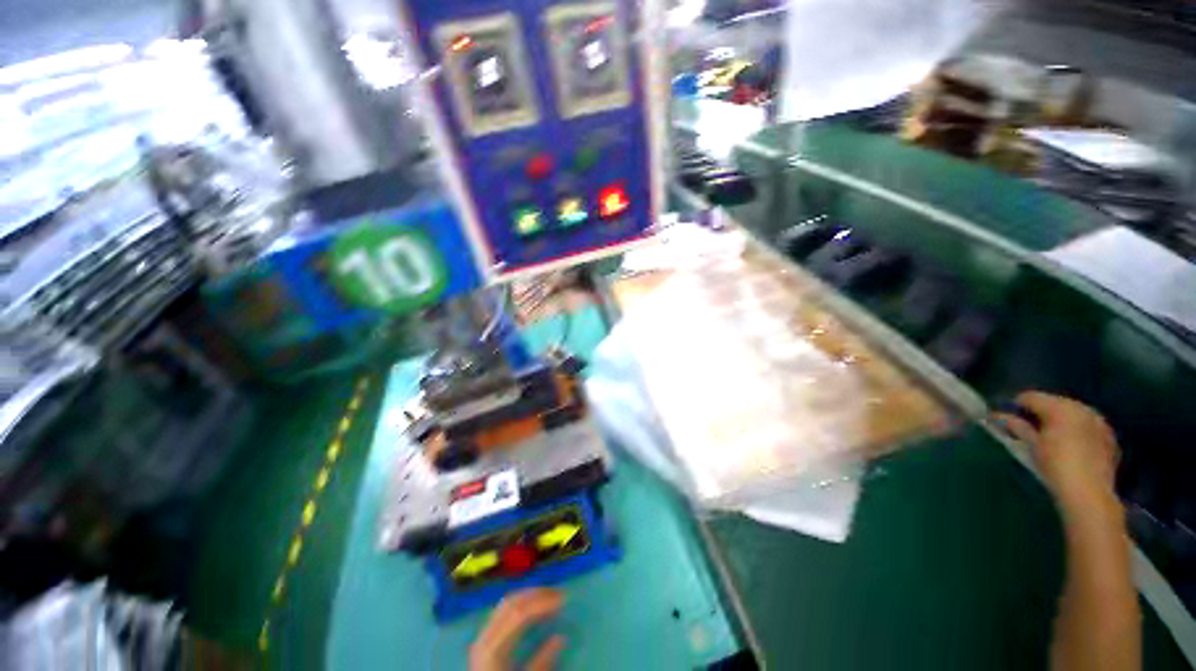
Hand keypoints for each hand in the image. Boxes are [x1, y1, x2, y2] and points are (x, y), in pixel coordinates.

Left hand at [469, 588, 565, 670]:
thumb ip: (541, 663)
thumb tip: (561, 637)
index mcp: (493, 648)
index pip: (519, 614)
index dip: (542, 603)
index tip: (563, 599)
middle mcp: (484, 636)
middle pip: (511, 603)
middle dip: (537, 594)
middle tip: (559, 593)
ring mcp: (482, 636)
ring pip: (506, 603)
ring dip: (528, 595)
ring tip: (549, 596)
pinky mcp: (484, 639)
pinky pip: (502, 611)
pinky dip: (519, 603)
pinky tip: (532, 606)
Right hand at [995, 391, 1120, 512]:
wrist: (1089, 493)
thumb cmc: (1055, 466)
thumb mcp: (1031, 445)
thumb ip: (1017, 426)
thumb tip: (998, 416)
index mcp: (1060, 407)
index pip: (1030, 397)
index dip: (1015, 406)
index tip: (1006, 419)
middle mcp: (1081, 408)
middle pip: (1054, 403)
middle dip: (1041, 413)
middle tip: (1029, 430)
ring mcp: (1099, 422)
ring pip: (1074, 414)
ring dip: (1061, 422)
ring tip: (1052, 439)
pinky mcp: (1110, 437)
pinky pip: (1089, 427)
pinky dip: (1077, 432)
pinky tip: (1072, 448)